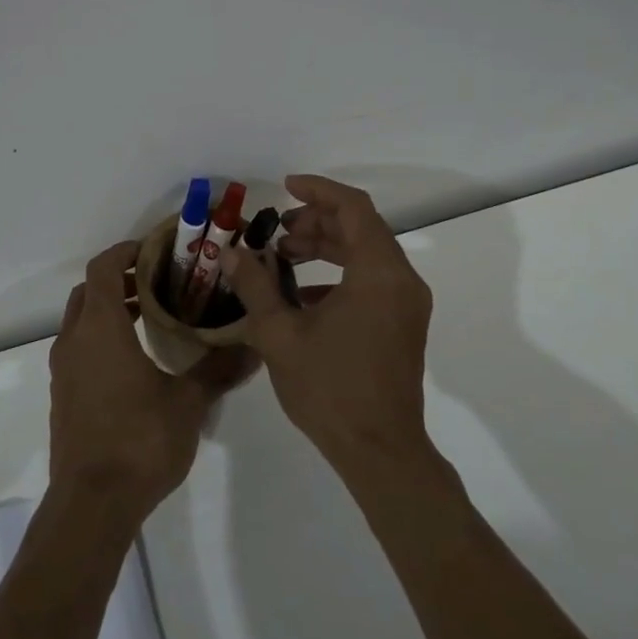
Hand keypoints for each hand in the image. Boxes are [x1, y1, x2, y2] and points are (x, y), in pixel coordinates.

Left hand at [48, 241, 258, 526]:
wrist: (91, 504)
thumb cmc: (139, 440)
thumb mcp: (188, 402)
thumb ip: (218, 369)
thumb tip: (254, 348)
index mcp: (100, 328)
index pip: (104, 267)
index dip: (127, 251)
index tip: (157, 251)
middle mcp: (74, 340)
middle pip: (89, 290)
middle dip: (120, 279)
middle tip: (159, 283)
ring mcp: (64, 369)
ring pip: (81, 320)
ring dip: (109, 309)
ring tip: (151, 317)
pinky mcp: (64, 395)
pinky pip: (79, 348)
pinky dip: (101, 337)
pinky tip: (134, 361)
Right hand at [221, 174, 433, 469]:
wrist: (379, 451)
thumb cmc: (329, 389)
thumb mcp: (280, 334)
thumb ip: (255, 286)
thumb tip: (230, 254)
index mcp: (378, 273)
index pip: (353, 208)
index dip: (318, 190)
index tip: (284, 188)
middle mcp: (402, 280)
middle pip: (361, 228)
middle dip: (316, 221)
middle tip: (277, 231)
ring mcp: (407, 304)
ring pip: (367, 253)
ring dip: (327, 246)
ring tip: (284, 256)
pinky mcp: (403, 324)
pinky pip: (373, 280)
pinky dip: (339, 273)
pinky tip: (302, 295)